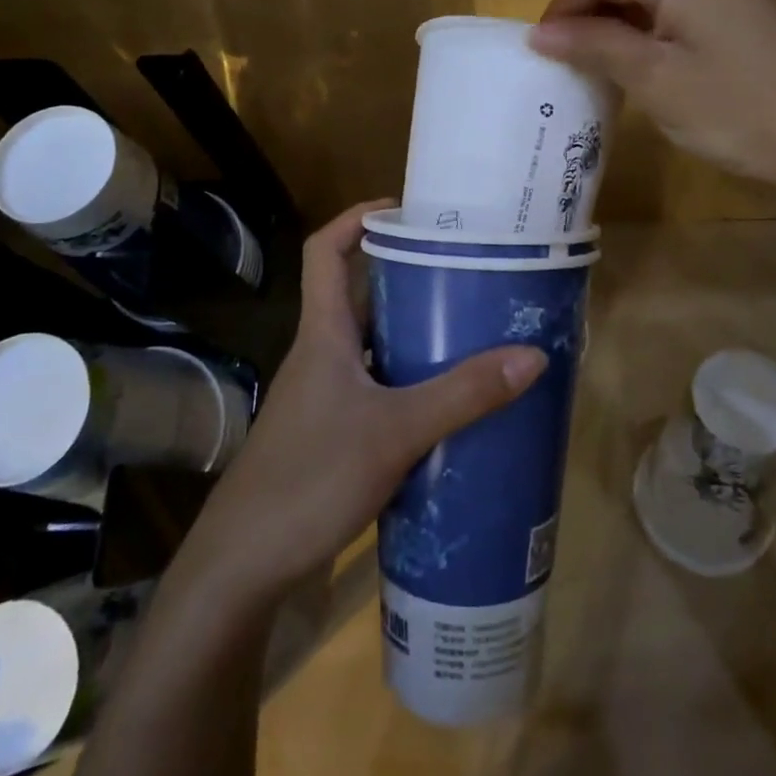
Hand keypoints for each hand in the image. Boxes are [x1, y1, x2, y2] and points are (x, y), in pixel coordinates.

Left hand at [178, 202, 546, 605]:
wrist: (244, 566)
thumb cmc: (310, 478)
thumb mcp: (395, 432)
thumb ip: (463, 395)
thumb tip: (532, 356)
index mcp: (324, 333)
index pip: (325, 251)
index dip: (357, 219)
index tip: (405, 210)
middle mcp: (322, 354)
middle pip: (360, 295)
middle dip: (407, 277)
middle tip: (464, 271)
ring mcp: (325, 396)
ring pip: (373, 345)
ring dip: (414, 333)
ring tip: (470, 329)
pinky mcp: (333, 433)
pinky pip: (378, 387)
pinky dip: (411, 382)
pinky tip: (449, 402)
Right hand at [454, 0, 775, 191]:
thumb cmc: (748, 108)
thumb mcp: (659, 80)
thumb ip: (596, 44)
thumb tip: (542, 31)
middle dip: (559, 6)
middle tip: (529, 56)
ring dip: (590, 23)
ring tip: (565, 68)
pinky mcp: (720, 14)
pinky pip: (652, 12)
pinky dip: (622, 35)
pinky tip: (608, 66)